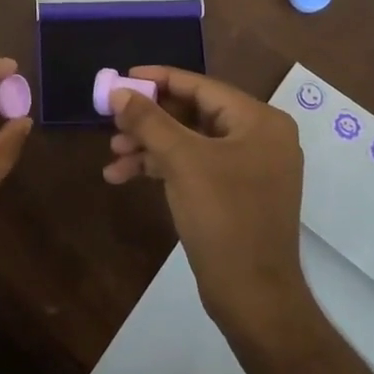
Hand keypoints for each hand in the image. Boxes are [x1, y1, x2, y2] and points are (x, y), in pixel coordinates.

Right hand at [104, 67, 312, 341]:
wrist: (253, 296)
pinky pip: (193, 167)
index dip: (160, 79)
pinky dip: (161, 168)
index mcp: (259, 122)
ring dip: (149, 146)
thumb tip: (118, 91)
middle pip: (193, 114)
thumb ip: (148, 121)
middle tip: (113, 120)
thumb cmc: (223, 217)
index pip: (201, 87)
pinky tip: (123, 176)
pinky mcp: (234, 194)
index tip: (124, 77)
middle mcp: (259, 138)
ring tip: (113, 153)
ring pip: (188, 142)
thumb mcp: (181, 161)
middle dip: (150, 119)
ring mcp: (248, 168)